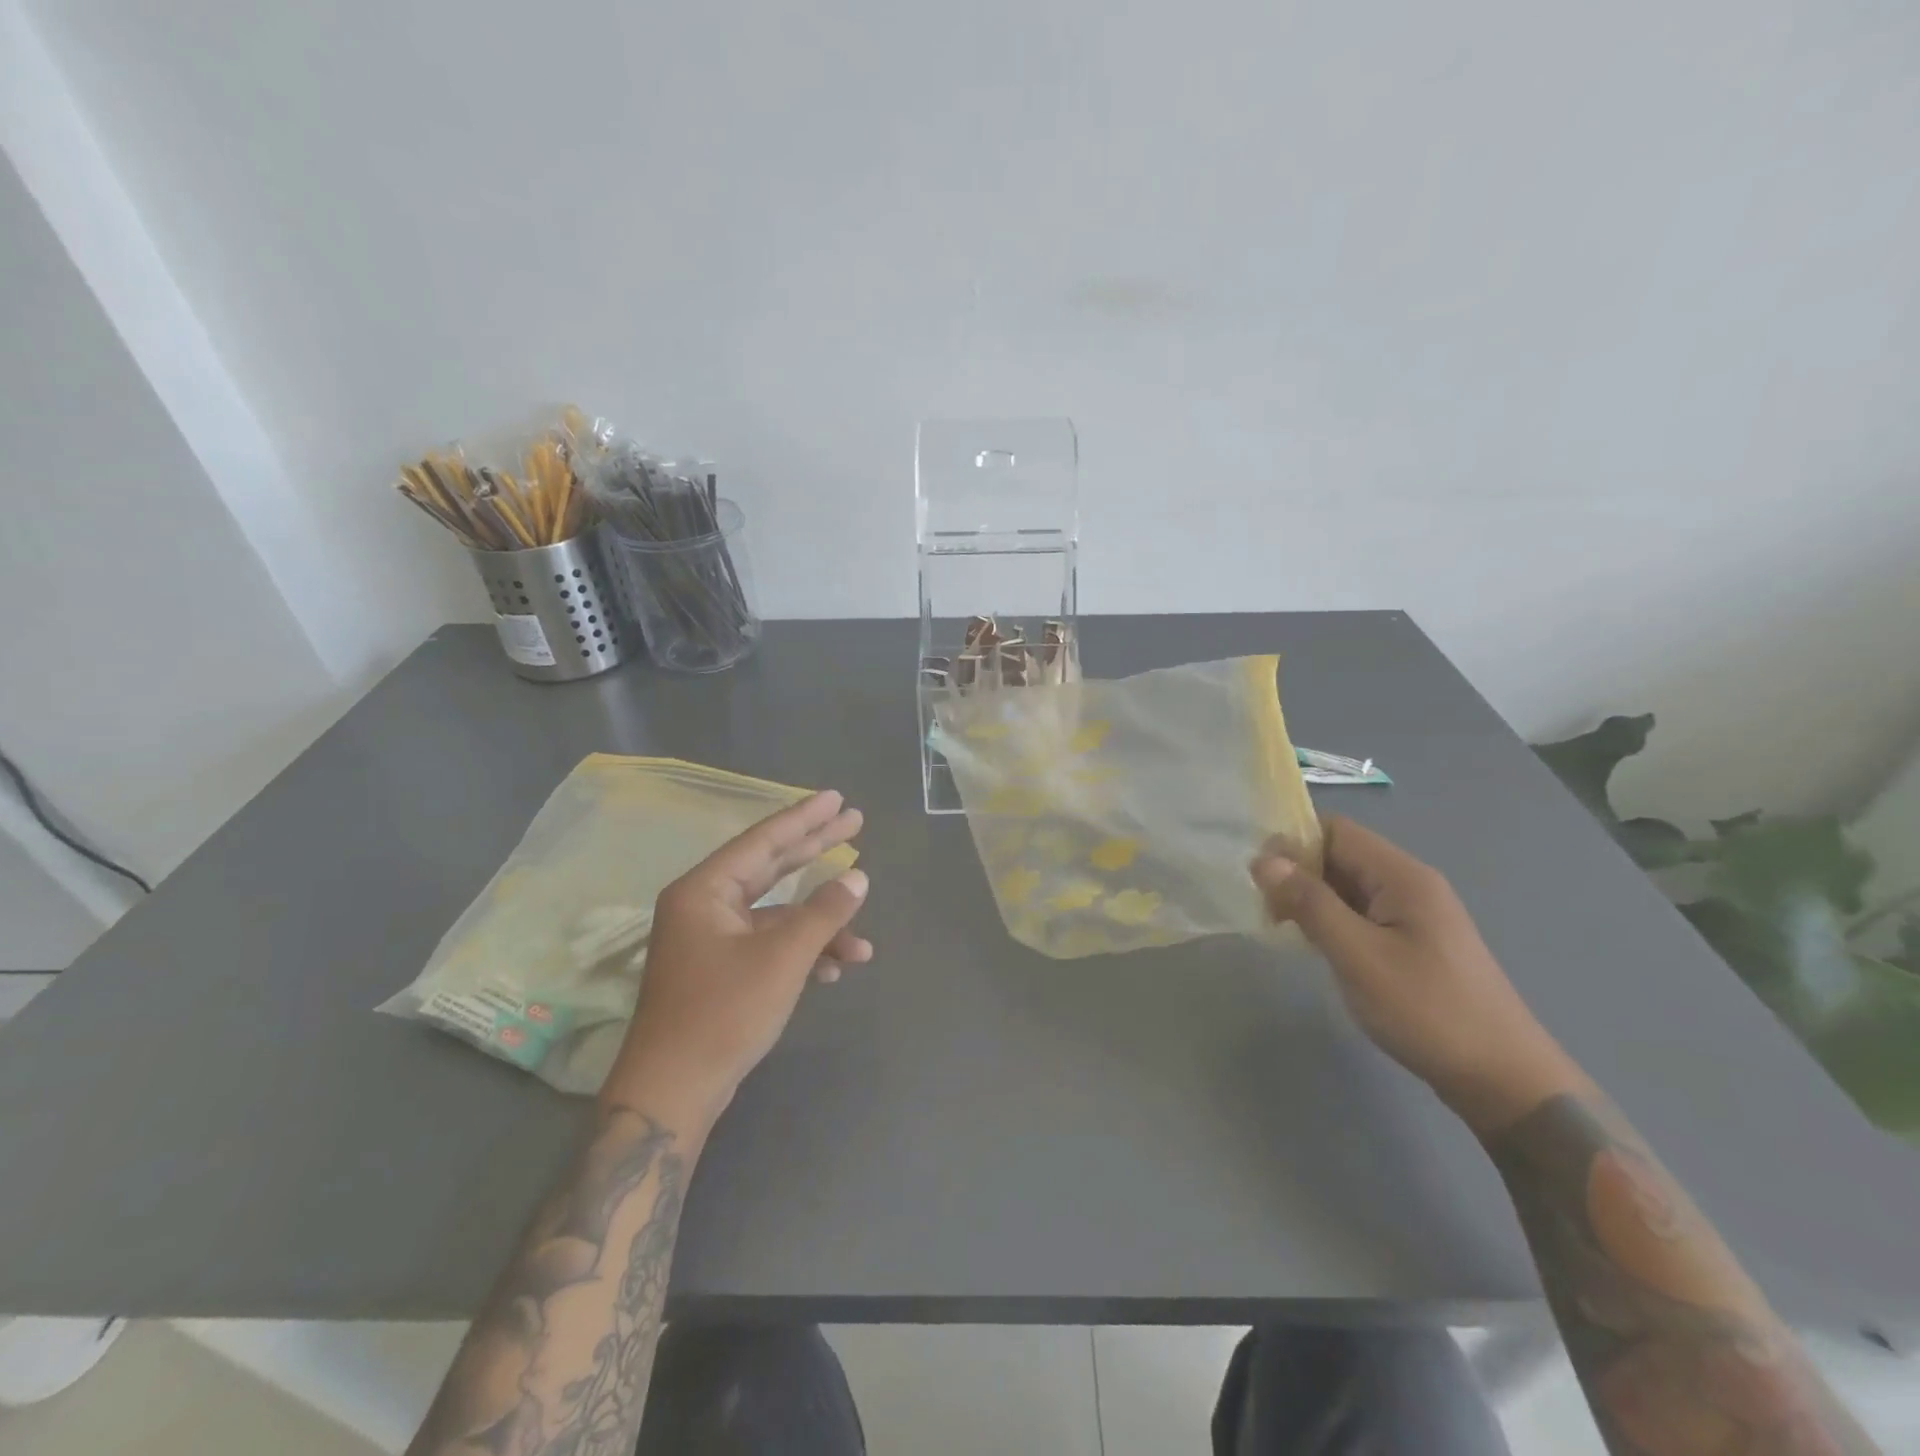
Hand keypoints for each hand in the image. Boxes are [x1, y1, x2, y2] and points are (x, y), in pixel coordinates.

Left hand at [602, 790, 870, 1133]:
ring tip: (862, 942)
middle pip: (771, 867)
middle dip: (816, 851)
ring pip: (776, 915)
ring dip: (819, 927)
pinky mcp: (720, 970)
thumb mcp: (782, 958)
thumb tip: (858, 878)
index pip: (764, 840)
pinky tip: (833, 971)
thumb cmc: (723, 1014)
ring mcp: (711, 940)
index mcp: (705, 890)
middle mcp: (704, 906)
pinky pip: (769, 945)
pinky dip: (801, 952)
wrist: (672, 1094)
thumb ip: (824, 912)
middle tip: (855, 823)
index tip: (836, 798)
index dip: (805, 818)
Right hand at [1251, 817, 1585, 1133]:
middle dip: (1297, 872)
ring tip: (1281, 927)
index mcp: (1402, 876)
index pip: (1336, 830)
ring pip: (1347, 886)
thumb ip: (1310, 903)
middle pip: (1340, 855)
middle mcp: (1410, 884)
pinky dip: (1330, 920)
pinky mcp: (1412, 943)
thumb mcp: (1358, 955)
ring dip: (1311, 898)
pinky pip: (1360, 913)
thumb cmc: (1427, 1010)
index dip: (1292, 842)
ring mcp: (1414, 915)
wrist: (1504, 1081)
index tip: (1258, 875)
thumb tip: (1264, 860)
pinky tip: (1313, 945)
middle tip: (1264, 907)